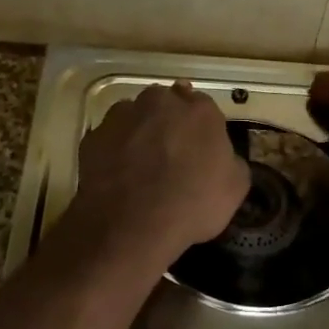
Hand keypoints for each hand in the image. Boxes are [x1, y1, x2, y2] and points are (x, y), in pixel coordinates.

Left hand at [72, 82, 249, 261]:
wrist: (131, 226)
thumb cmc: (192, 204)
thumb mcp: (235, 189)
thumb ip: (231, 161)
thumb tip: (224, 158)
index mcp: (200, 110)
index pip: (203, 106)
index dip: (201, 128)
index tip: (200, 148)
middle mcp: (160, 102)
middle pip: (167, 103)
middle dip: (169, 121)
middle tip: (171, 153)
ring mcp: (123, 116)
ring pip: (135, 115)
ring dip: (140, 131)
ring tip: (141, 165)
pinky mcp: (94, 135)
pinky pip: (110, 137)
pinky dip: (114, 149)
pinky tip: (118, 174)